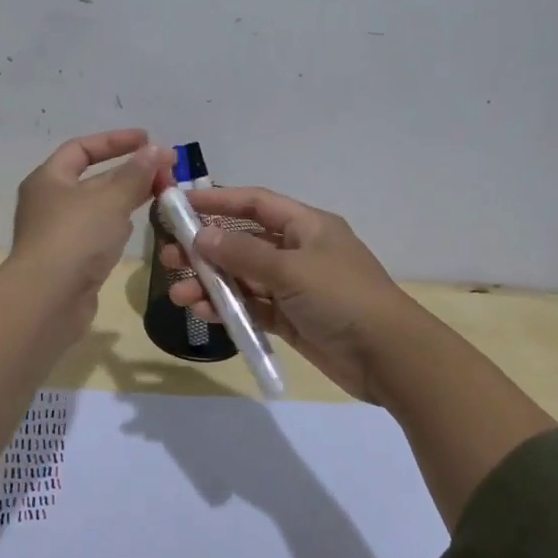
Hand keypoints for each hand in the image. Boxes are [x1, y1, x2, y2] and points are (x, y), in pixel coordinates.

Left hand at [10, 129, 173, 341]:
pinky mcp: (69, 262)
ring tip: (159, 195)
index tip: (148, 140)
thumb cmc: (76, 238)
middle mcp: (49, 203)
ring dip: (126, 199)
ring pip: (98, 208)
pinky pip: (97, 234)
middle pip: (93, 179)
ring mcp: (58, 234)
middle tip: (166, 172)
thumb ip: (136, 174)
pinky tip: (136, 228)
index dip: (115, 141)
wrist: (48, 301)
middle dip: (129, 172)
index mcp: (49, 179)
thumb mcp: (111, 199)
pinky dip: (117, 226)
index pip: (82, 148)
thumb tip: (156, 150)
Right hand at [160, 186, 419, 402]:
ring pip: (243, 277)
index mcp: (306, 225)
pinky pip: (253, 307)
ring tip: (178, 293)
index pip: (255, 203)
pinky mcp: (292, 319)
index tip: (179, 205)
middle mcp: (299, 250)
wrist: (389, 357)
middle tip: (169, 258)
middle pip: (243, 241)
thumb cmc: (342, 297)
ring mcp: (295, 287)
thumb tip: (202, 236)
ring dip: (211, 283)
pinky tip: (202, 313)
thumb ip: (243, 253)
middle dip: (206, 248)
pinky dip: (228, 308)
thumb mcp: (290, 269)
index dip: (217, 200)